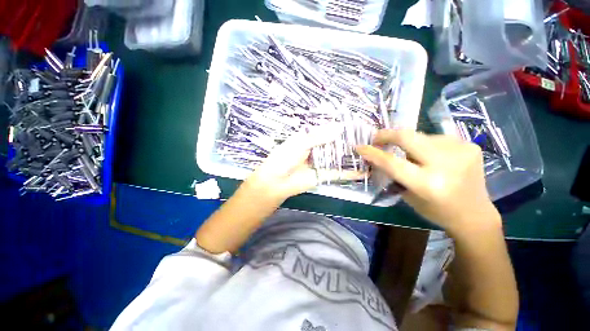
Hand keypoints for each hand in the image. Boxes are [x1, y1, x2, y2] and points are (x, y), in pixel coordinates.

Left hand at [245, 125, 363, 200]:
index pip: (328, 130)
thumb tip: (339, 128)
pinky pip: (339, 173)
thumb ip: (318, 136)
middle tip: (370, 139)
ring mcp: (322, 163)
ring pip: (339, 158)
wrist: (276, 182)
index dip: (341, 128)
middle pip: (336, 144)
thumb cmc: (284, 158)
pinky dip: (351, 173)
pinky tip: (365, 171)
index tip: (357, 125)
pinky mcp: (324, 176)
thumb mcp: (299, 143)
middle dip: (350, 142)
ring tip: (372, 152)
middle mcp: (317, 149)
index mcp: (309, 138)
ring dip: (352, 156)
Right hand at [356, 130, 499, 234]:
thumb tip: (379, 155)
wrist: (474, 214)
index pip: (392, 163)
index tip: (360, 147)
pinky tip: (432, 157)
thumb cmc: (436, 210)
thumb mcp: (408, 195)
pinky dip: (427, 145)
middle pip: (408, 137)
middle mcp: (446, 165)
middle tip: (377, 138)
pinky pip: (437, 138)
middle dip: (387, 135)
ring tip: (413, 156)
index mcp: (428, 184)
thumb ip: (394, 173)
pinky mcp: (470, 145)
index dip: (373, 153)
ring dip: (410, 144)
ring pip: (421, 136)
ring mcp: (461, 152)